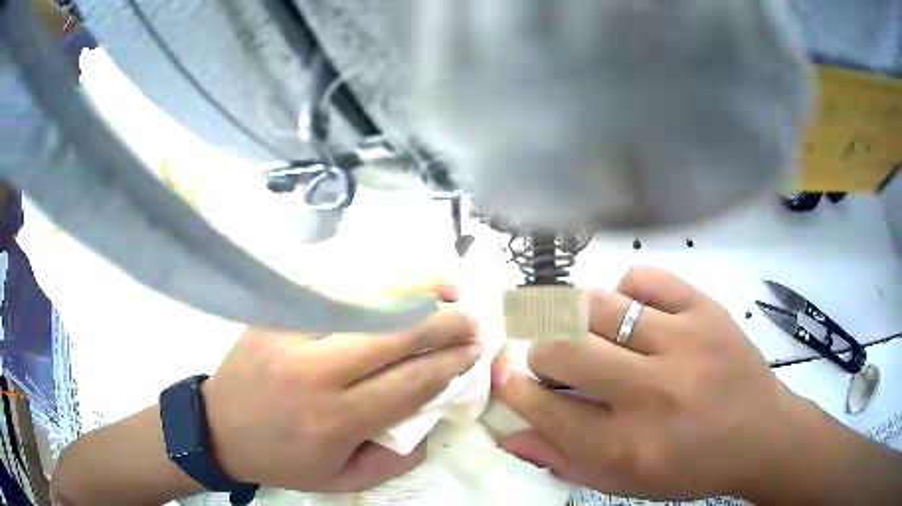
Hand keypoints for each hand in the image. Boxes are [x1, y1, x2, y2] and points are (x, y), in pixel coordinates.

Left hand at [203, 283, 480, 492]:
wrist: (218, 428)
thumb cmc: (283, 460)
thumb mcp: (343, 480)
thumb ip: (396, 458)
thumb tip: (433, 419)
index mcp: (336, 420)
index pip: (410, 382)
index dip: (450, 363)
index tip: (475, 352)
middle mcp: (316, 372)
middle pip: (395, 334)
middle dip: (445, 322)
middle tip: (473, 318)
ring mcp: (291, 334)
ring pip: (365, 300)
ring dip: (414, 290)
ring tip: (448, 287)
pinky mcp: (274, 313)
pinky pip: (330, 287)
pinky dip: (369, 282)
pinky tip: (393, 284)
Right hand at [491, 266, 808, 500]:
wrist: (760, 435)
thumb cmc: (691, 469)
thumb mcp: (625, 482)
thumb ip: (565, 460)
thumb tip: (512, 433)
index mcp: (628, 446)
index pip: (545, 409)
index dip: (514, 390)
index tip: (505, 376)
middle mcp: (653, 392)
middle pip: (564, 350)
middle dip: (541, 354)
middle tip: (551, 362)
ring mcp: (684, 342)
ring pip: (598, 306)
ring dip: (576, 320)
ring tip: (587, 334)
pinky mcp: (706, 310)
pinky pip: (643, 278)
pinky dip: (622, 291)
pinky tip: (629, 313)